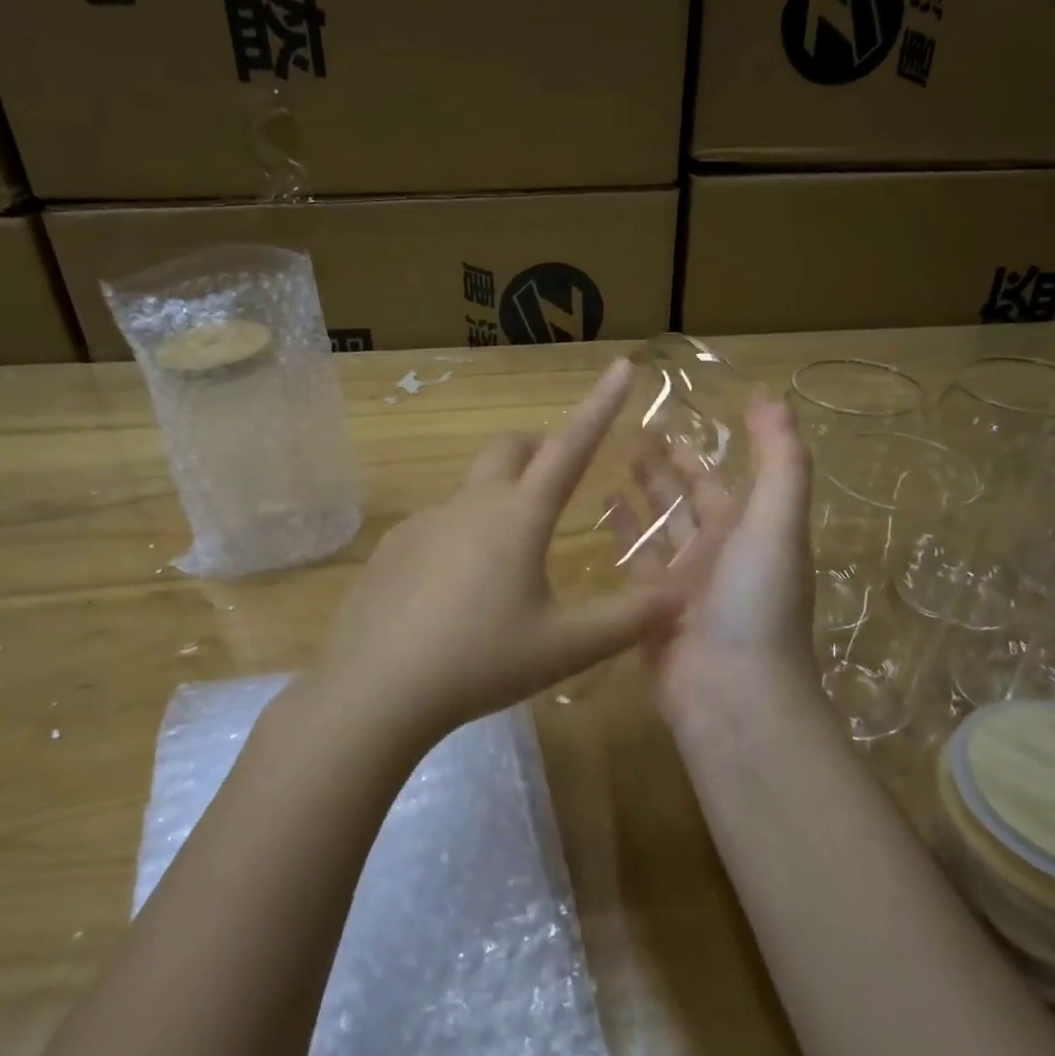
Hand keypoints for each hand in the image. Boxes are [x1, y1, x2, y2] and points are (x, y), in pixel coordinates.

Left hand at [312, 358, 678, 740]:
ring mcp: (424, 522)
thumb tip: (679, 595)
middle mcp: (470, 504)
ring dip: (498, 503)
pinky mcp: (392, 547)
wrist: (376, 688)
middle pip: (509, 450)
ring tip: (506, 568)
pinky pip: (437, 526)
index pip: (570, 447)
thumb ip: (628, 620)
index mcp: (518, 516)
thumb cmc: (480, 661)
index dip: (600, 407)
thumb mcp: (565, 647)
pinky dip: (459, 538)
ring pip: (471, 492)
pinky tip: (453, 594)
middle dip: (538, 451)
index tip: (621, 367)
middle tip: (555, 486)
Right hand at [625, 392, 822, 730]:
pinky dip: (620, 532)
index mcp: (750, 531)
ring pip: (658, 526)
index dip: (703, 447)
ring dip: (641, 492)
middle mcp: (717, 553)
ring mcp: (682, 583)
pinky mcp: (649, 608)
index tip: (673, 410)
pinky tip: (599, 505)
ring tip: (611, 457)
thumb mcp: (778, 521)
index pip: (723, 478)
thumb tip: (771, 394)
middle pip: (687, 498)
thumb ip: (780, 459)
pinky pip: (634, 561)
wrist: (733, 694)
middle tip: (631, 429)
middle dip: (664, 465)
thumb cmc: (757, 600)